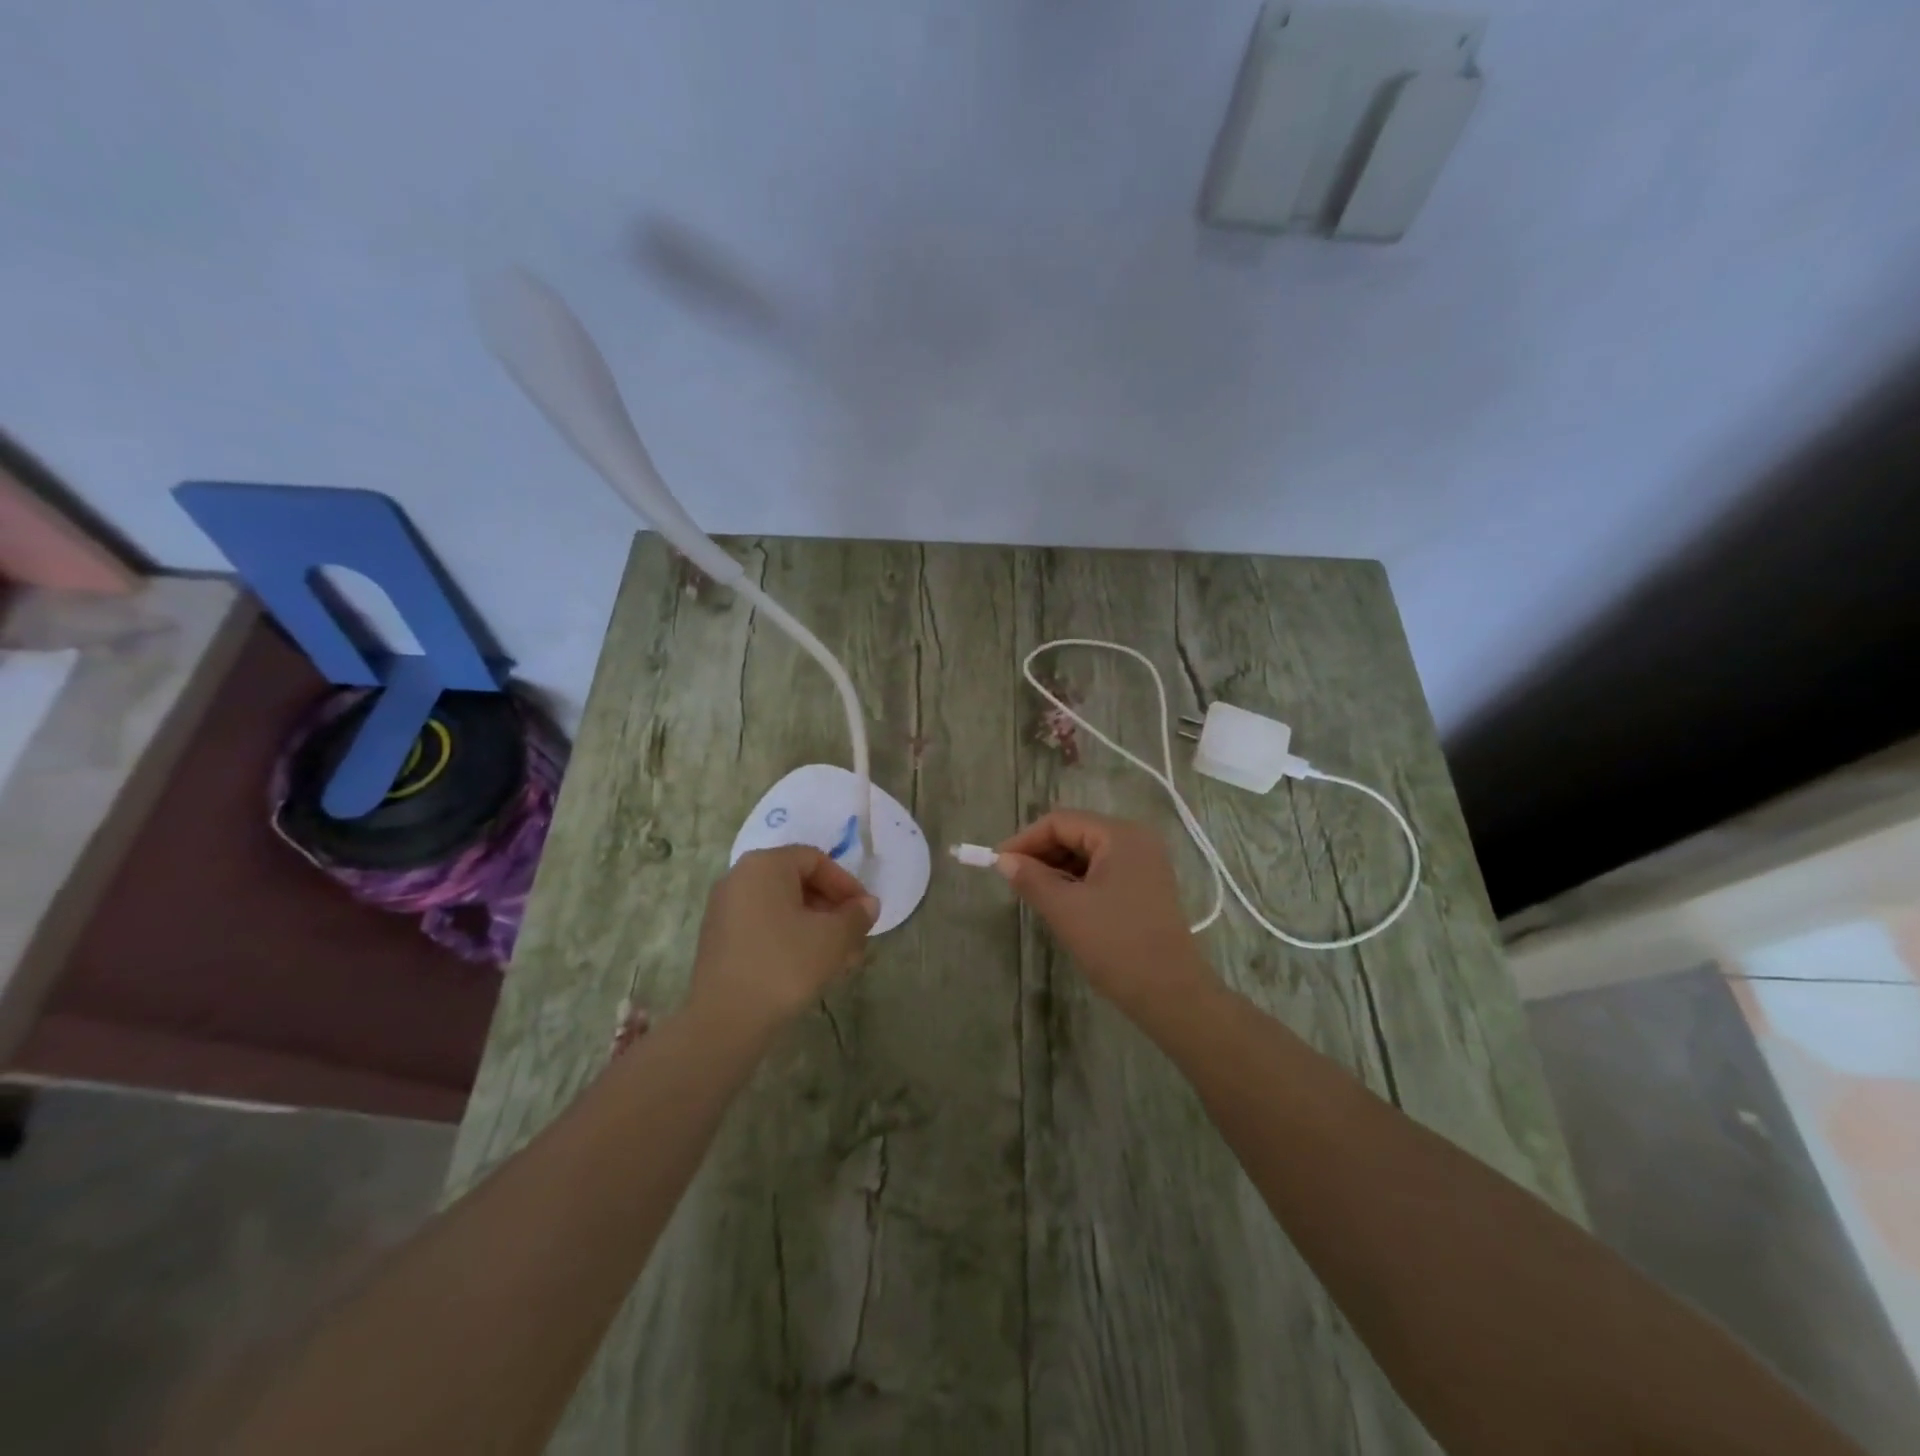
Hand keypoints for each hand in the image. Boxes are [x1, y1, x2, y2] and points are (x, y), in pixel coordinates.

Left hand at [687, 847, 878, 1033]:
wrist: (725, 1020)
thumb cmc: (785, 964)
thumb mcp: (833, 938)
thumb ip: (856, 915)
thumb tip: (867, 905)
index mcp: (764, 865)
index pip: (816, 860)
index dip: (846, 884)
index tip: (865, 912)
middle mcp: (739, 877)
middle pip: (798, 883)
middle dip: (832, 909)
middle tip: (856, 937)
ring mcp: (724, 909)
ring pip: (782, 908)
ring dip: (815, 927)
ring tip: (840, 959)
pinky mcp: (719, 939)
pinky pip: (764, 926)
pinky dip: (791, 938)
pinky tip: (811, 968)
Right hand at [995, 809, 1217, 1019]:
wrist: (1171, 994)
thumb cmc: (1116, 944)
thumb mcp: (1065, 910)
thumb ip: (1031, 878)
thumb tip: (1004, 860)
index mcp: (1119, 835)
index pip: (1061, 822)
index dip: (1025, 840)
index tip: (997, 864)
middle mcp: (1136, 839)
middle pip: (1076, 833)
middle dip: (1041, 853)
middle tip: (1013, 880)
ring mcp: (1145, 863)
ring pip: (1089, 854)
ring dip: (1058, 869)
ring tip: (1033, 893)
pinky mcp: (1147, 887)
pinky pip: (1103, 871)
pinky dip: (1078, 881)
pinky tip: (1061, 902)